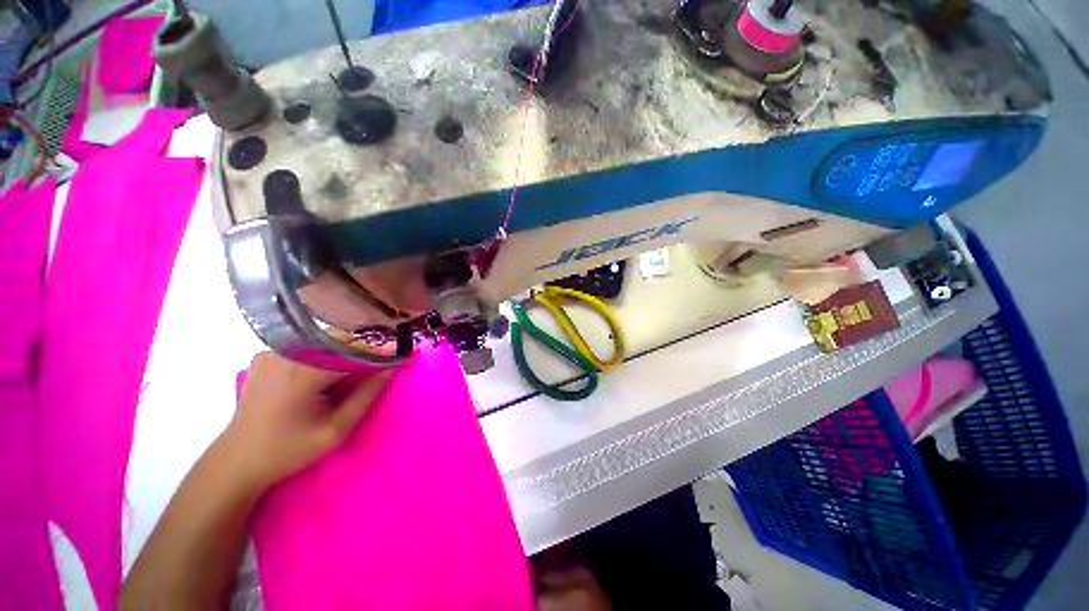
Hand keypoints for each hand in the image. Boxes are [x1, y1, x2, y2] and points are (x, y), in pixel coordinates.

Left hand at [221, 352, 392, 488]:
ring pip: (324, 340)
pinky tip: (329, 369)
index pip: (352, 350)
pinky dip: (326, 352)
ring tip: (362, 365)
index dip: (380, 351)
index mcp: (302, 373)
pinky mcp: (266, 355)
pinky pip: (307, 345)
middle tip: (384, 360)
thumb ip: (366, 395)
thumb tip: (391, 369)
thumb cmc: (288, 451)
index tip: (402, 353)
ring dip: (347, 349)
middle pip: (339, 339)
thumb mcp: (336, 430)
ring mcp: (272, 352)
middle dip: (365, 347)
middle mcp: (285, 354)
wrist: (236, 461)